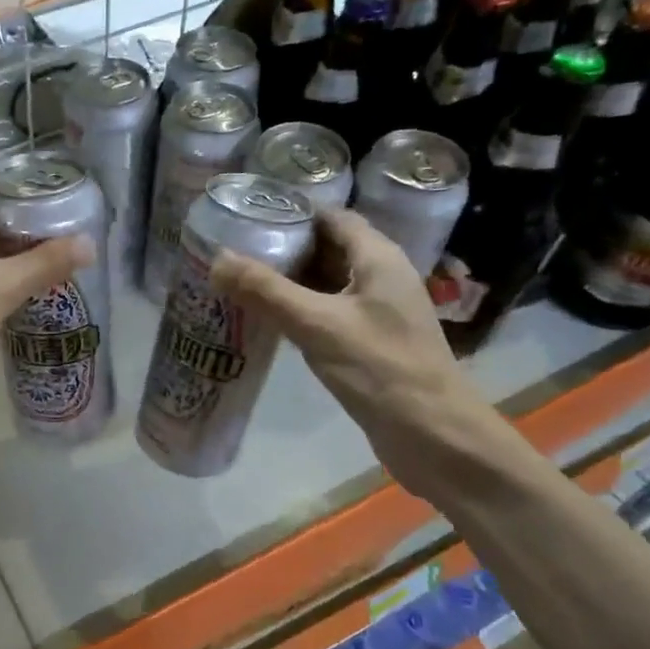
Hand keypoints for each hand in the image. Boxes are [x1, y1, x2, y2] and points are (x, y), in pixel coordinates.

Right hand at [210, 209, 493, 490]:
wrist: (432, 435)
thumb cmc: (380, 368)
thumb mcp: (316, 324)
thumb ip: (266, 291)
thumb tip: (217, 259)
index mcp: (378, 257)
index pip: (330, 218)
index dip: (290, 214)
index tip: (245, 218)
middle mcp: (380, 276)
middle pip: (326, 248)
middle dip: (282, 249)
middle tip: (231, 252)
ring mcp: (377, 311)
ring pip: (325, 284)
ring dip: (288, 282)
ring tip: (238, 282)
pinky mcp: (369, 342)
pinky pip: (328, 313)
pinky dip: (298, 311)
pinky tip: (266, 321)